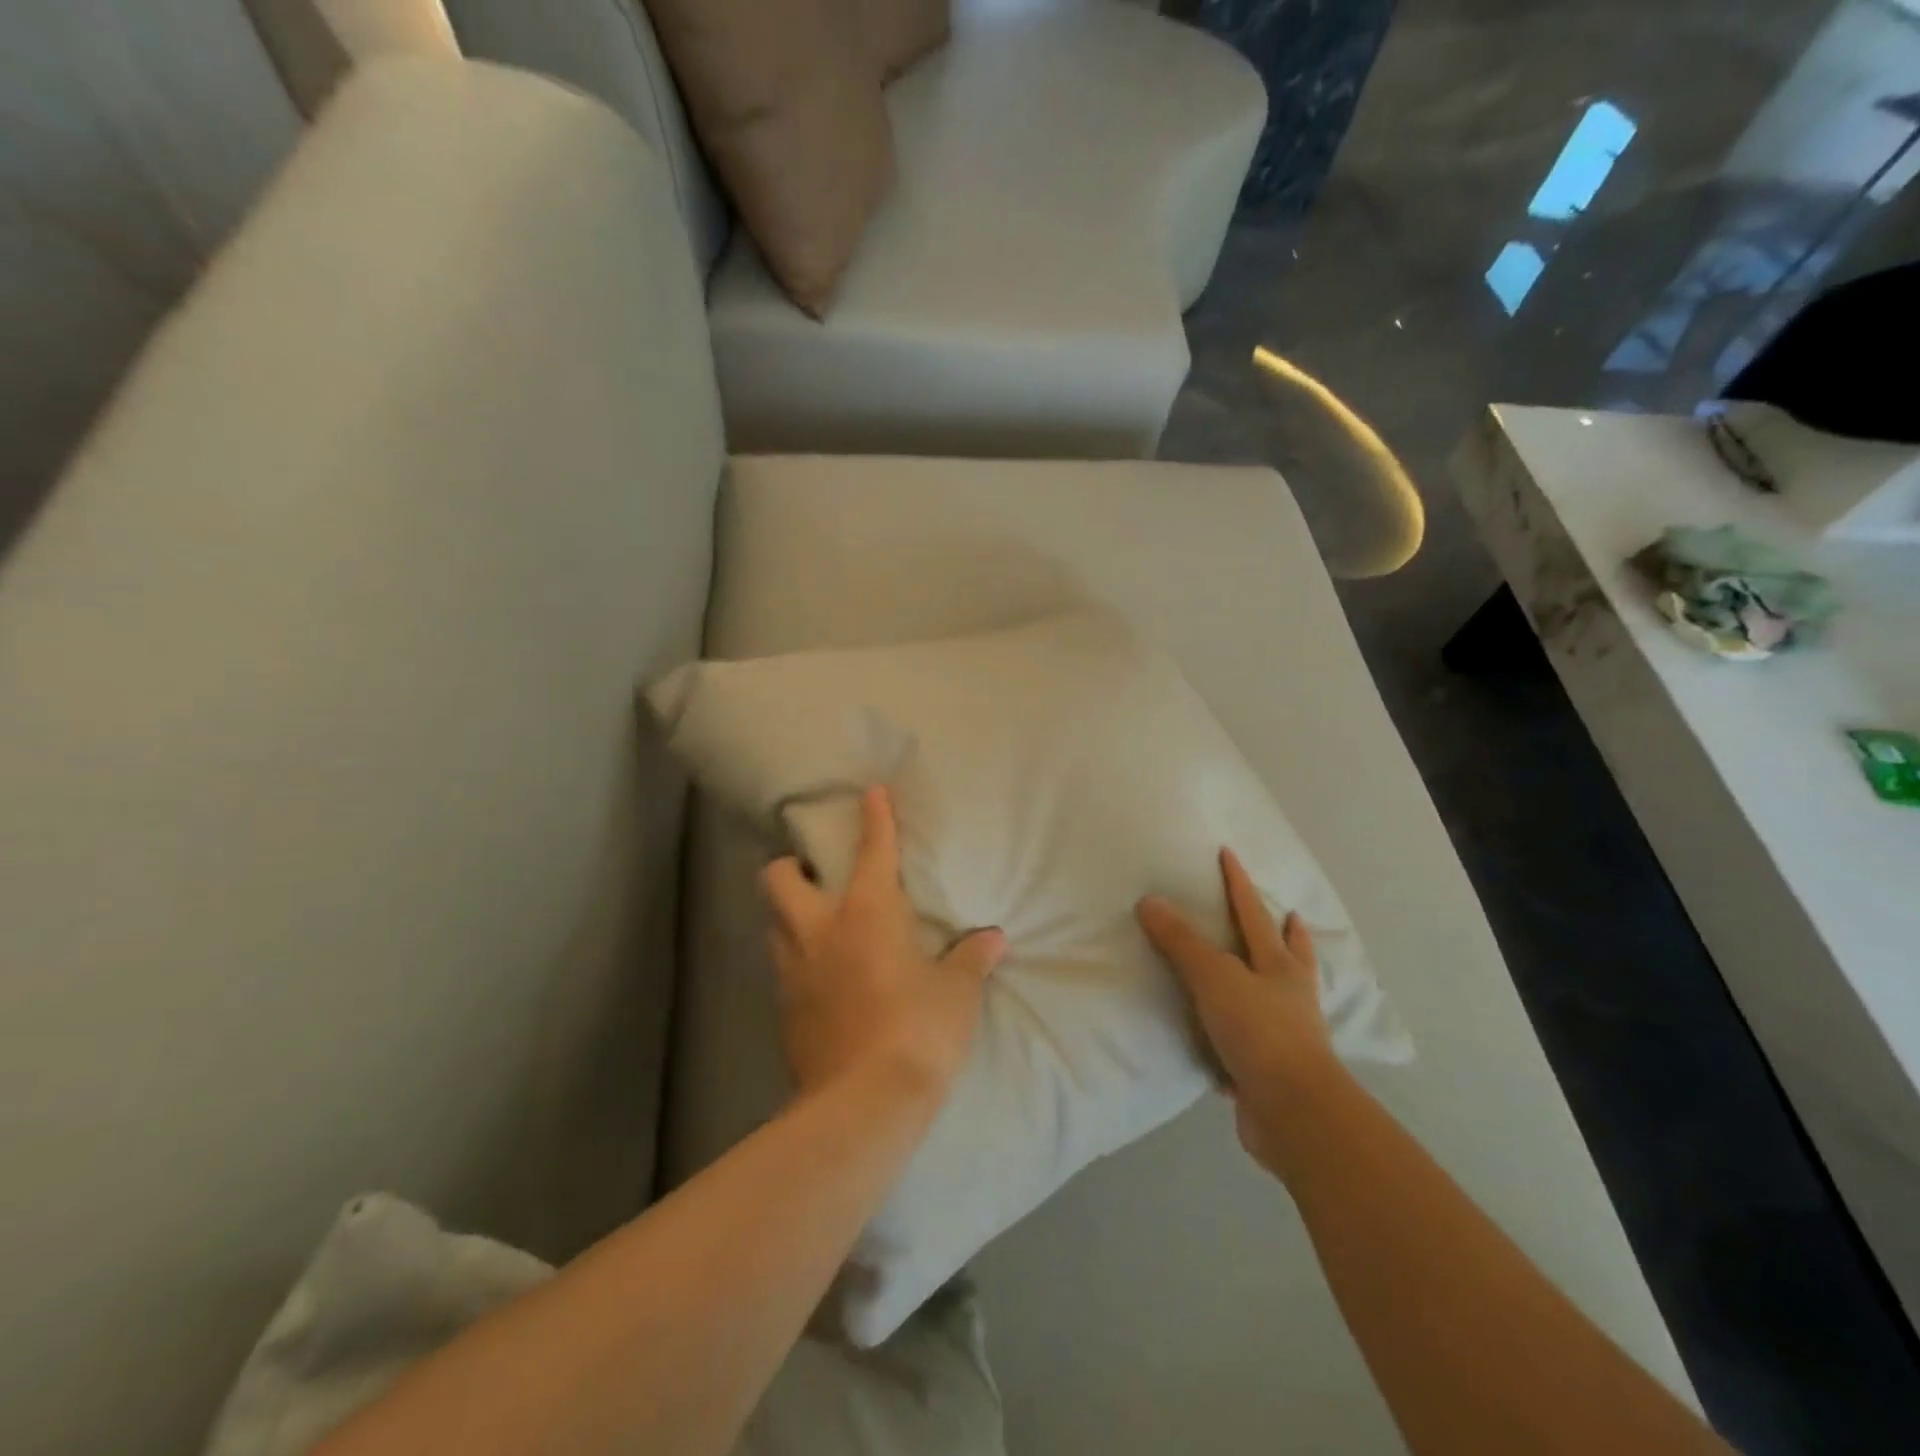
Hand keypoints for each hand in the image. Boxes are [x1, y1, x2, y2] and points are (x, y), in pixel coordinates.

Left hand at [762, 785, 1007, 1104]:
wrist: (863, 1104)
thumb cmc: (918, 1031)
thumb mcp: (956, 993)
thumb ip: (971, 959)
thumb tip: (993, 939)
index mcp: (866, 911)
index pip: (872, 849)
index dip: (875, 816)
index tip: (872, 792)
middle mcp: (819, 929)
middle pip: (779, 876)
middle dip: (792, 865)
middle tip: (818, 876)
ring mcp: (793, 969)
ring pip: (773, 921)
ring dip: (790, 914)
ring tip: (819, 925)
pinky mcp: (782, 1008)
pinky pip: (781, 966)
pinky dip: (797, 959)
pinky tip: (822, 975)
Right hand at [1137, 849, 1345, 1180]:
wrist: (1294, 1112)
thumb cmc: (1259, 1032)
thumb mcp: (1215, 978)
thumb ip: (1182, 942)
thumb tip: (1150, 901)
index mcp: (1279, 966)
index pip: (1253, 913)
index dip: (1238, 883)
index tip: (1229, 854)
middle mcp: (1289, 996)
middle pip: (1290, 955)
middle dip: (1288, 934)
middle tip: (1289, 915)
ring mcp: (1288, 1034)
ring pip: (1282, 996)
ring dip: (1276, 980)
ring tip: (1271, 971)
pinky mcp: (1274, 1070)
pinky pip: (1259, 1039)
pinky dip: (1251, 1031)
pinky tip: (1236, 1038)